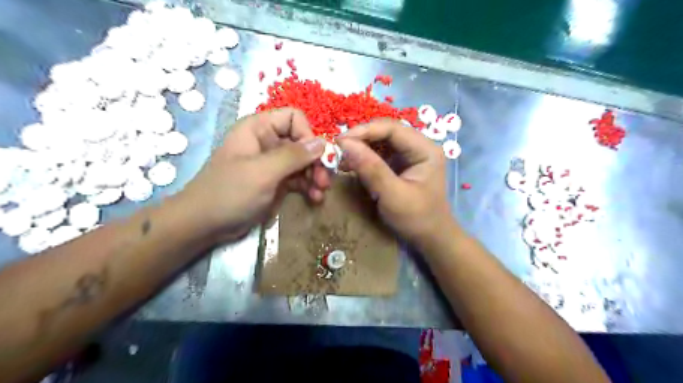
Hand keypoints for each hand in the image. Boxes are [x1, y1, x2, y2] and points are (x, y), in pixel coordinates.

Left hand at [181, 108, 329, 239]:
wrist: (205, 225)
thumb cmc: (229, 193)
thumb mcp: (262, 172)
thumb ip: (293, 156)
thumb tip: (323, 143)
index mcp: (259, 129)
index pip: (294, 118)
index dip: (308, 135)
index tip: (317, 157)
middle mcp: (268, 142)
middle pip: (303, 142)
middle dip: (316, 161)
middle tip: (325, 181)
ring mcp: (273, 163)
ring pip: (304, 162)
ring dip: (315, 175)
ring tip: (320, 192)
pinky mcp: (276, 182)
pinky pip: (299, 178)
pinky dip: (309, 186)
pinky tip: (315, 198)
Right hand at [338, 118, 452, 245]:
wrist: (430, 238)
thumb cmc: (416, 218)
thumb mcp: (392, 195)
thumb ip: (371, 168)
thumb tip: (345, 144)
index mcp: (425, 149)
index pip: (392, 128)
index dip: (364, 131)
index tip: (340, 141)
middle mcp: (419, 146)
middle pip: (386, 133)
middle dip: (361, 139)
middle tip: (337, 150)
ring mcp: (410, 155)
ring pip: (380, 142)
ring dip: (360, 148)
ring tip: (341, 158)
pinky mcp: (401, 165)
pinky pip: (379, 154)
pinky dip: (364, 158)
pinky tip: (351, 165)